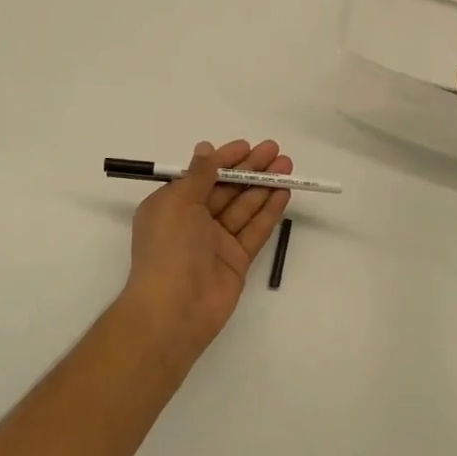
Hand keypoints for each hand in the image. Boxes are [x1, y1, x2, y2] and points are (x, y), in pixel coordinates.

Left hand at [120, 139, 292, 366]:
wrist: (174, 309)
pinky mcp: (236, 261)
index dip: (224, 160)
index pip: (201, 175)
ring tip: (287, 166)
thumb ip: (198, 175)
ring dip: (264, 186)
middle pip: (226, 189)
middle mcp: (193, 221)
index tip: (247, 146)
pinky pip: (255, 230)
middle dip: (250, 169)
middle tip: (276, 151)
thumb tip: (205, 149)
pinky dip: (269, 211)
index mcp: (171, 206)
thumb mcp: (178, 202)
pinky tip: (284, 193)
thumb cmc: (169, 248)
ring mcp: (216, 242)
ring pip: (244, 207)